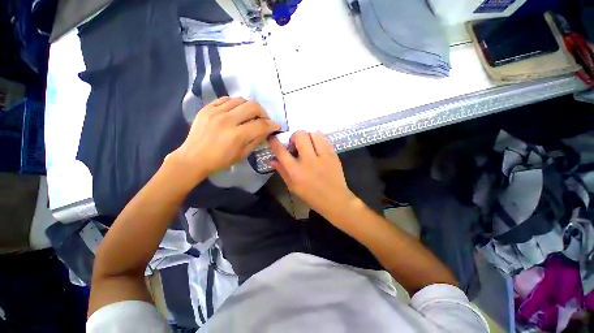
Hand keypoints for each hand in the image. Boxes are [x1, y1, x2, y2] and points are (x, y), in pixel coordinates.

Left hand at [171, 97, 280, 182]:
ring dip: (250, 107)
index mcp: (237, 135)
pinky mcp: (207, 108)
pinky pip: (226, 99)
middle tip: (264, 120)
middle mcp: (227, 120)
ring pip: (241, 100)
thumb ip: (256, 140)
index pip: (261, 125)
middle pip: (253, 106)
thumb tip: (266, 131)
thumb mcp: (242, 154)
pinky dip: (236, 104)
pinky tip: (237, 111)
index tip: (276, 126)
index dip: (272, 125)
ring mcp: (215, 112)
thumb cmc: (220, 161)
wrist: (193, 158)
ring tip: (251, 115)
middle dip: (264, 113)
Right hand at [269, 131, 356, 218]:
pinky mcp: (333, 155)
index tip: (273, 138)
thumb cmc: (311, 196)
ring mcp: (323, 156)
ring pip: (313, 133)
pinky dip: (317, 140)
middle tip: (295, 144)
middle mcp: (309, 161)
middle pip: (299, 135)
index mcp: (296, 172)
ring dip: (307, 136)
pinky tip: (317, 148)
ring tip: (308, 145)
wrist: (335, 200)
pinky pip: (324, 139)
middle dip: (294, 136)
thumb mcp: (293, 187)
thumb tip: (273, 159)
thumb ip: (282, 171)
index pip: (281, 151)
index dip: (274, 142)